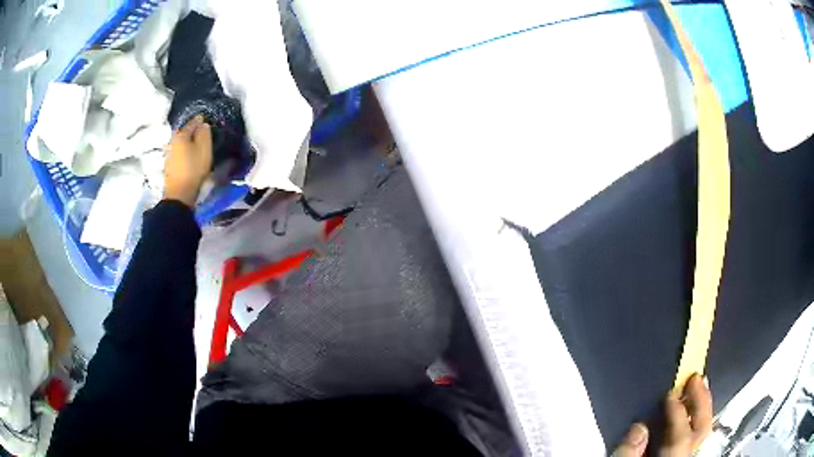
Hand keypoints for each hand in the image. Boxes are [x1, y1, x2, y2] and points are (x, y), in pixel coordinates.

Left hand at [164, 115, 212, 207]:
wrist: (179, 194)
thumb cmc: (193, 169)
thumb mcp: (204, 149)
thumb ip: (204, 134)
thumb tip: (203, 124)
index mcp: (181, 135)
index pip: (192, 123)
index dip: (199, 120)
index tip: (204, 119)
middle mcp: (172, 141)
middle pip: (182, 132)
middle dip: (190, 131)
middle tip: (198, 131)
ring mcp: (168, 154)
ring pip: (179, 143)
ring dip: (185, 142)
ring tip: (193, 144)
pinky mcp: (168, 165)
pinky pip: (177, 152)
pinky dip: (182, 151)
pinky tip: (186, 154)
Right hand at [614, 374, 712, 456]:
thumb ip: (626, 456)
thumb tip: (639, 427)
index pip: (680, 438)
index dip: (677, 414)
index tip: (670, 393)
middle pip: (700, 433)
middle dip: (700, 404)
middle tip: (695, 378)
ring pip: (704, 436)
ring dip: (702, 410)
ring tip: (699, 387)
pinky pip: (697, 441)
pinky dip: (696, 424)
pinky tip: (694, 413)